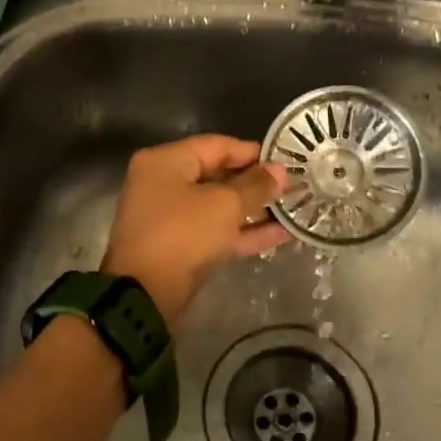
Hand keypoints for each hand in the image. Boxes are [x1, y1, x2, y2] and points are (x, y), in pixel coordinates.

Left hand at [102, 136, 291, 325]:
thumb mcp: (225, 205)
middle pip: (217, 176)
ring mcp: (171, 219)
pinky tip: (281, 234)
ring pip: (219, 208)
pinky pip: (216, 232)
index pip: (217, 146)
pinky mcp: (180, 248)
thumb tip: (280, 171)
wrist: (146, 295)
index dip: (254, 152)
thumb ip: (255, 186)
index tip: (287, 160)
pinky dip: (244, 233)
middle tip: (294, 186)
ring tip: (294, 209)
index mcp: (166, 162)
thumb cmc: (183, 235)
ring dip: (254, 210)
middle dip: (256, 183)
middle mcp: (164, 184)